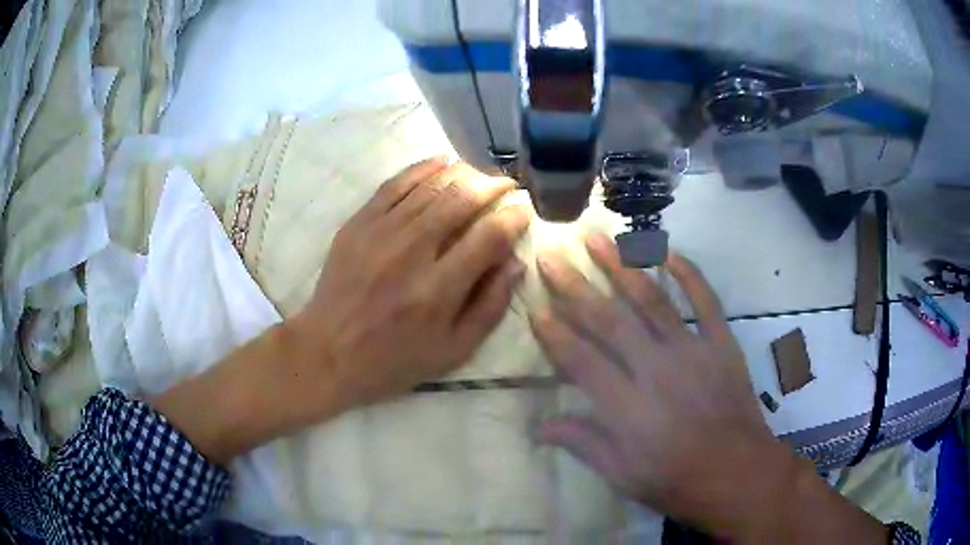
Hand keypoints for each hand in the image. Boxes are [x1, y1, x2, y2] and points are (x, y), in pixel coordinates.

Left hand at [288, 158, 529, 413]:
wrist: (329, 352)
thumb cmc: (395, 359)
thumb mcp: (453, 351)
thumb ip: (489, 307)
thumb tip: (514, 262)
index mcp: (439, 290)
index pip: (488, 237)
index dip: (513, 217)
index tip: (524, 209)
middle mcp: (411, 252)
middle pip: (461, 200)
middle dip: (492, 186)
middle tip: (506, 186)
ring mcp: (380, 233)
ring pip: (430, 186)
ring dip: (463, 173)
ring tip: (480, 175)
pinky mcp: (358, 224)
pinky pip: (394, 184)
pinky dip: (422, 169)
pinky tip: (441, 162)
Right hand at [531, 233, 787, 535]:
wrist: (738, 474)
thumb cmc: (676, 481)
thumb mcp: (622, 475)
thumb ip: (583, 444)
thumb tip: (539, 427)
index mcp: (627, 407)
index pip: (581, 360)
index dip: (554, 334)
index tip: (534, 307)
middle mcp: (656, 369)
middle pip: (609, 320)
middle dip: (575, 286)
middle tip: (551, 256)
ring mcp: (692, 351)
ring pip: (651, 299)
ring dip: (621, 266)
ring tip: (597, 238)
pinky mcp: (721, 343)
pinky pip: (704, 300)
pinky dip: (687, 273)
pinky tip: (667, 250)